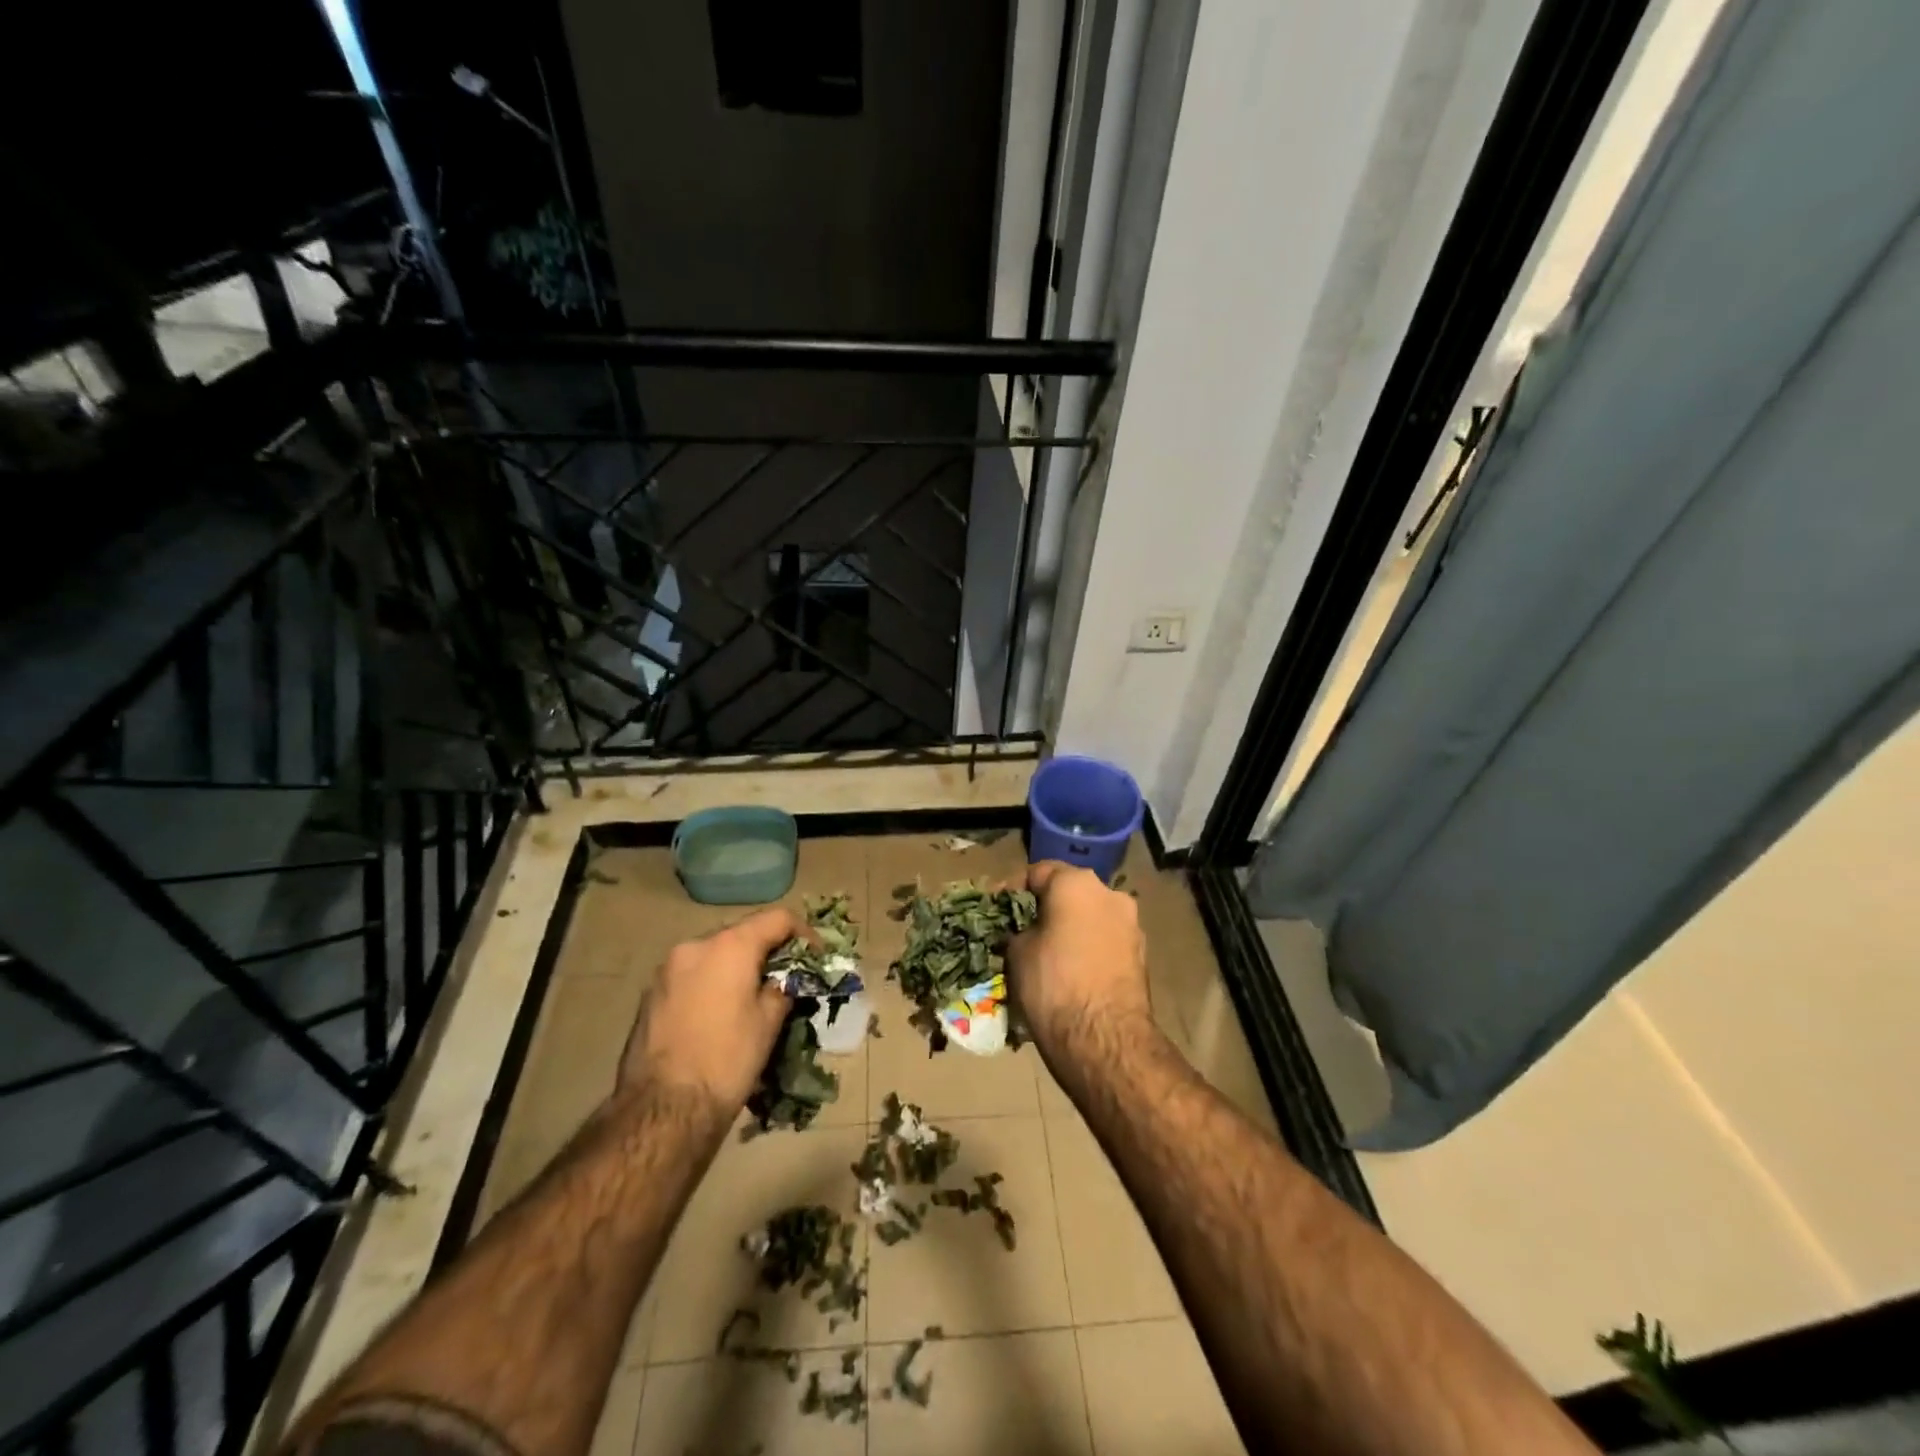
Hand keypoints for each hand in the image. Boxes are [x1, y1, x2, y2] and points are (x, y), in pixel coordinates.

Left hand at [618, 906, 798, 1112]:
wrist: (662, 1110)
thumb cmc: (727, 1060)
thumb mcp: (768, 1023)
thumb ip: (781, 988)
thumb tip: (783, 981)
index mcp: (730, 946)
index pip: (777, 918)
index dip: (803, 933)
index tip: (816, 956)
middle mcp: (695, 946)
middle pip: (742, 934)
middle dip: (767, 951)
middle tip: (785, 978)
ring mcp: (667, 969)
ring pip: (714, 955)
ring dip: (736, 968)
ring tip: (750, 998)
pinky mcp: (650, 994)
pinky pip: (692, 975)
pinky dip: (711, 983)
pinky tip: (718, 1015)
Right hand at [1006, 861, 1150, 1058]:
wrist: (1105, 1040)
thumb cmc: (1053, 984)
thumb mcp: (1016, 952)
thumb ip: (1017, 930)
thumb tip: (1022, 932)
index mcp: (1077, 882)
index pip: (1037, 872)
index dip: (1011, 890)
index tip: (994, 909)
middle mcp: (1110, 893)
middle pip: (1068, 893)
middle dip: (1043, 910)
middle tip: (1018, 931)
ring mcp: (1131, 925)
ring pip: (1089, 918)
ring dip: (1067, 930)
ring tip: (1043, 955)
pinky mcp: (1141, 956)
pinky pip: (1104, 942)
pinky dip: (1085, 950)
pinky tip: (1068, 972)